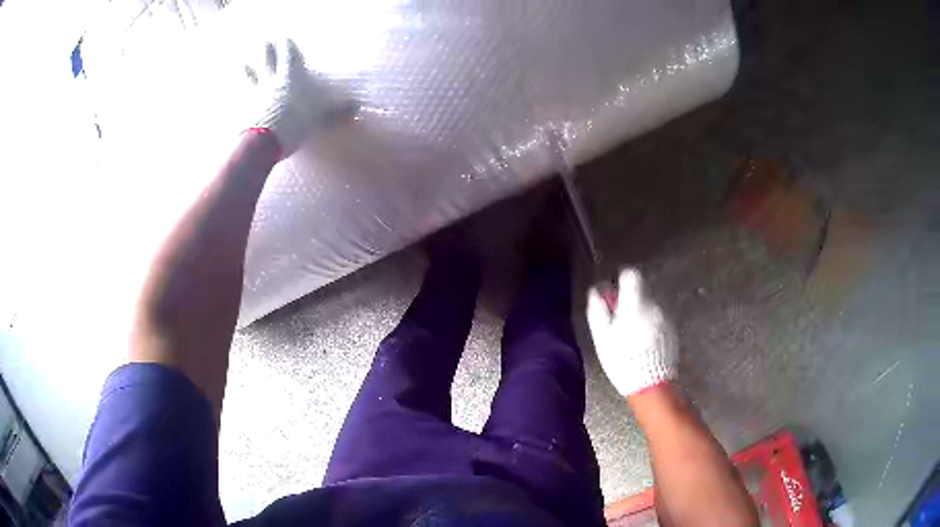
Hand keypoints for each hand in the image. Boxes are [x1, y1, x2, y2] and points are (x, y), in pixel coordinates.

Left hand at [243, 39, 339, 157]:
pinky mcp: (245, 109)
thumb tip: (356, 106)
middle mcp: (271, 80)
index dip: (287, 46)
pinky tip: (235, 93)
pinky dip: (238, 92)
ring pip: (251, 76)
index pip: (288, 55)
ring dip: (248, 69)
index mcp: (290, 77)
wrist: (264, 143)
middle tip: (266, 42)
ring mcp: (255, 94)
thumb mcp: (320, 116)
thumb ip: (336, 110)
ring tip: (242, 63)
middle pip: (268, 60)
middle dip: (268, 50)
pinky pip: (241, 97)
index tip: (285, 38)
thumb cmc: (294, 123)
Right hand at [586, 269, 677, 396]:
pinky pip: (658, 317)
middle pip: (641, 291)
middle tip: (618, 321)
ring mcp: (665, 317)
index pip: (631, 275)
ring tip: (631, 335)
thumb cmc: (623, 361)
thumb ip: (598, 311)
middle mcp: (654, 306)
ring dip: (640, 313)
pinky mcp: (672, 328)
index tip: (614, 295)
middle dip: (629, 301)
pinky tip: (643, 342)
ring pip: (650, 305)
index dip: (621, 281)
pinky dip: (650, 324)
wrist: (651, 384)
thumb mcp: (602, 339)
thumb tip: (595, 293)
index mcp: (635, 304)